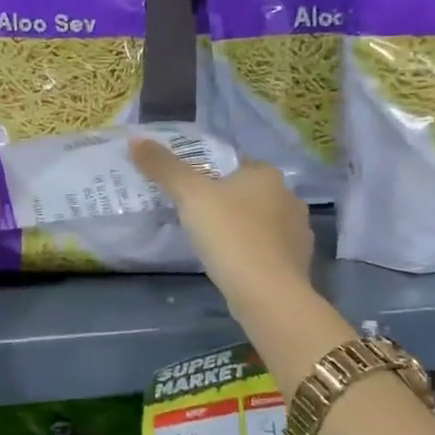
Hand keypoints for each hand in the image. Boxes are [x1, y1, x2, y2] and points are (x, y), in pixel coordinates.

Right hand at [130, 138, 314, 308]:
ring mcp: (298, 231)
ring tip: (209, 238)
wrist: (268, 294)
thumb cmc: (229, 235)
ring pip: (259, 220)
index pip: (232, 161)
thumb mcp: (189, 196)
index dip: (206, 170)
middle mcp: (288, 196)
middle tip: (190, 212)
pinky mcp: (297, 262)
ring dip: (238, 225)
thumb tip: (136, 140)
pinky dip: (250, 250)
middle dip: (223, 198)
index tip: (184, 185)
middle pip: (246, 190)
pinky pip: (267, 248)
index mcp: (266, 174)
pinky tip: (231, 261)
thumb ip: (164, 167)